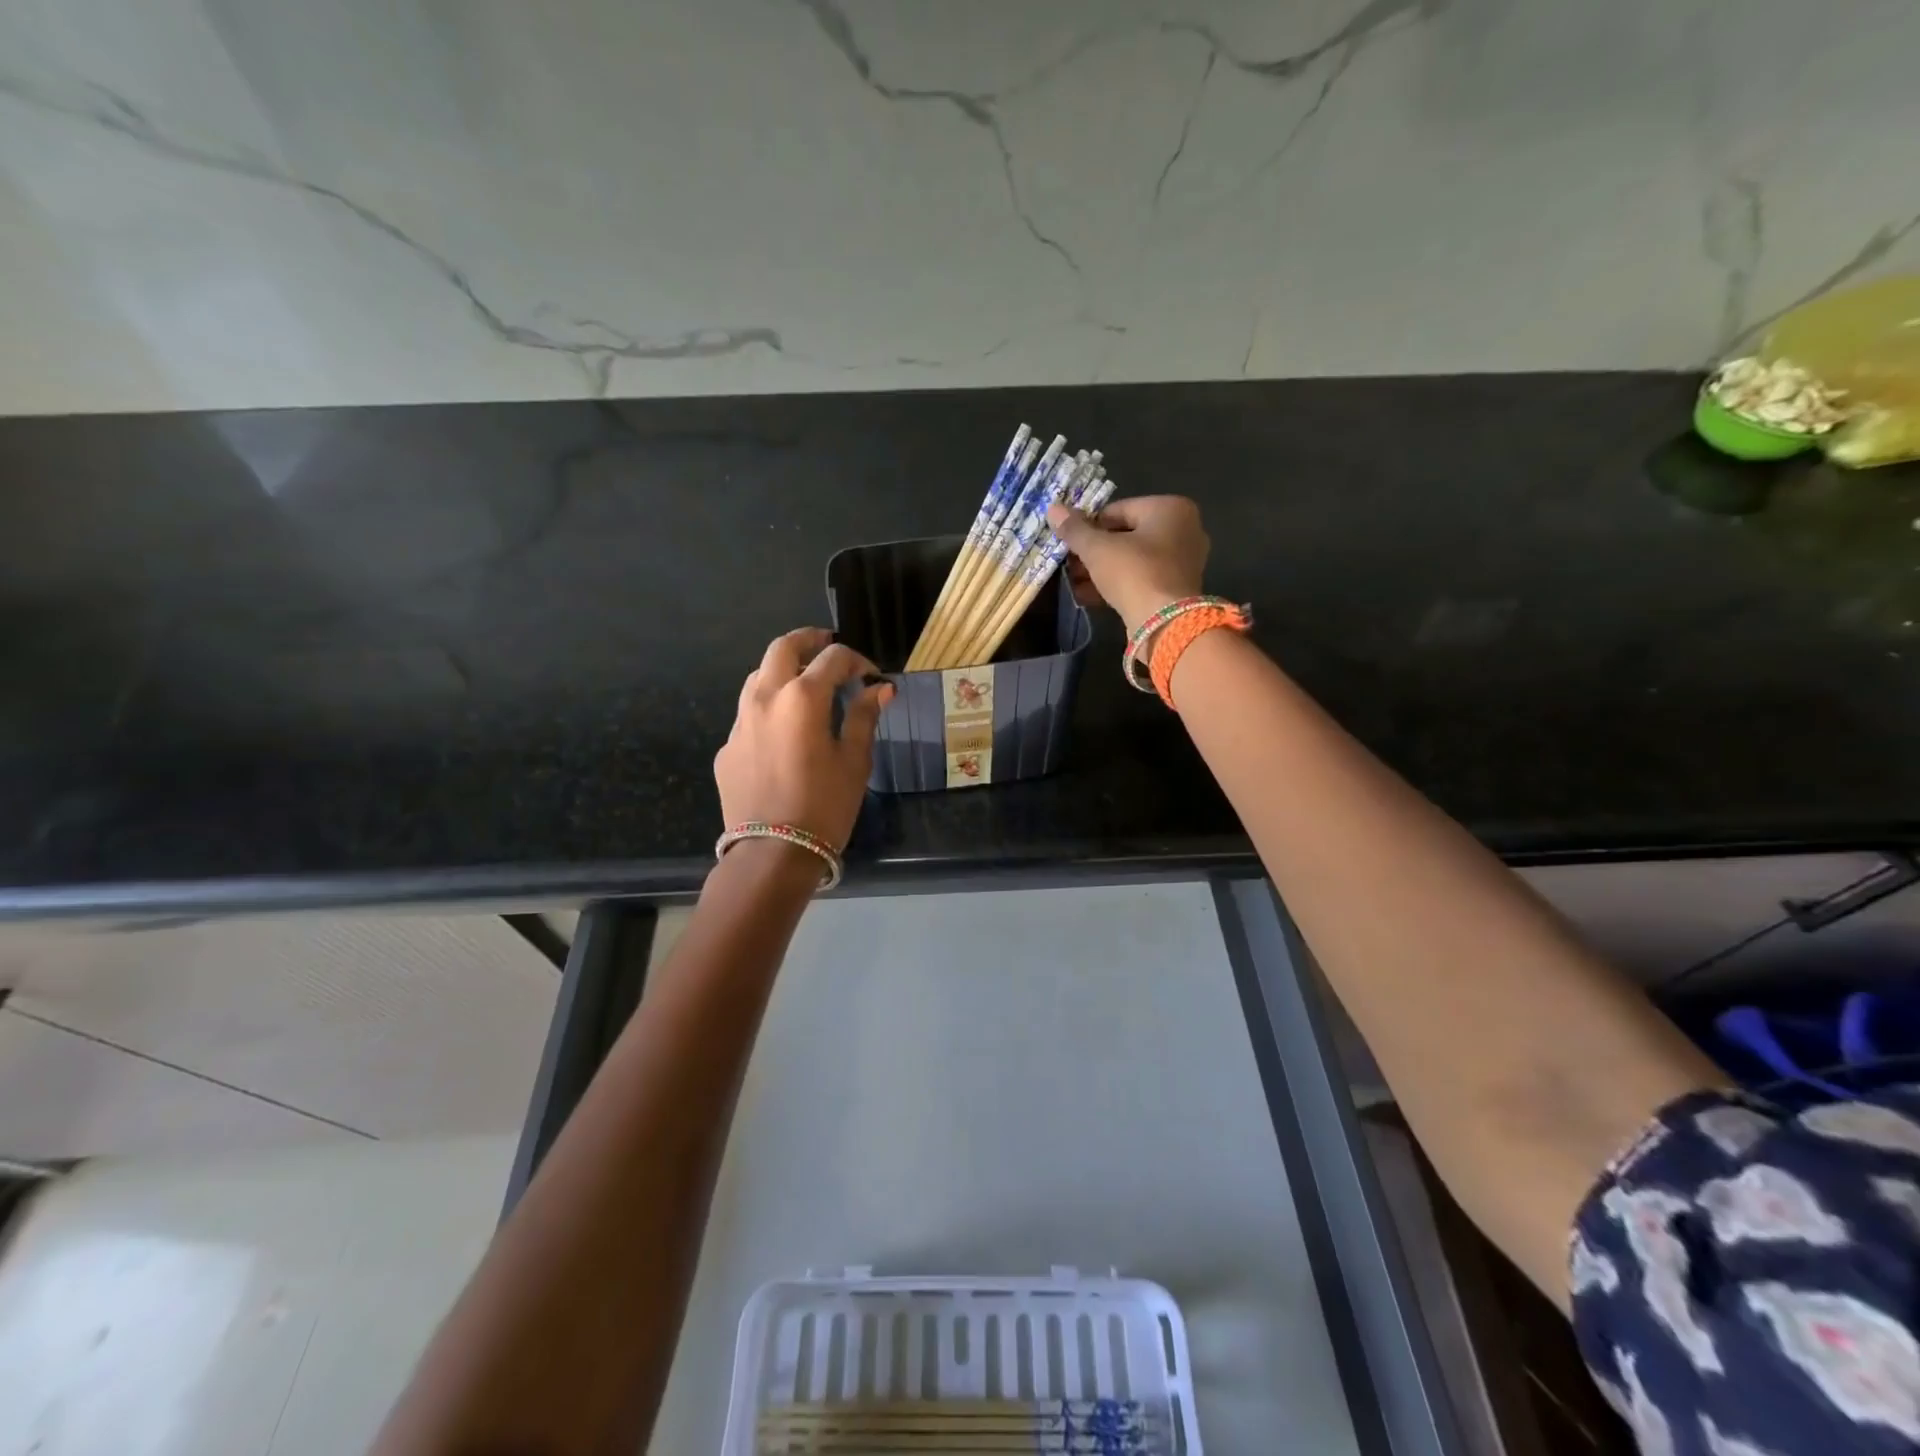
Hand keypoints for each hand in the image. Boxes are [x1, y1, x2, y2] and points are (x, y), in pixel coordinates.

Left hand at [716, 628, 891, 851]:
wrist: (772, 854)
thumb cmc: (824, 806)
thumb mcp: (854, 761)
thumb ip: (864, 717)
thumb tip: (880, 688)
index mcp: (803, 697)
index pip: (833, 659)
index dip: (857, 660)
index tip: (871, 675)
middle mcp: (765, 698)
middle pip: (783, 648)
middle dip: (808, 640)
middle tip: (828, 646)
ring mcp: (740, 722)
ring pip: (759, 675)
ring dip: (783, 669)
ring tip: (804, 682)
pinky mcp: (727, 747)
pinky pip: (748, 713)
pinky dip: (769, 707)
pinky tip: (784, 730)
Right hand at [1046, 496, 1209, 632]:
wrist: (1164, 624)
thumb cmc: (1134, 573)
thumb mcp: (1097, 549)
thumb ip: (1075, 529)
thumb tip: (1053, 508)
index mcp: (1170, 508)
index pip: (1117, 510)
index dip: (1088, 526)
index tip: (1068, 543)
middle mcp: (1183, 529)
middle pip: (1125, 535)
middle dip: (1093, 551)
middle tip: (1068, 564)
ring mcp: (1182, 561)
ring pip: (1132, 559)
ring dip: (1100, 570)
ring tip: (1073, 582)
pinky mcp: (1176, 588)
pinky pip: (1141, 578)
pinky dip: (1117, 584)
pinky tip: (1088, 596)